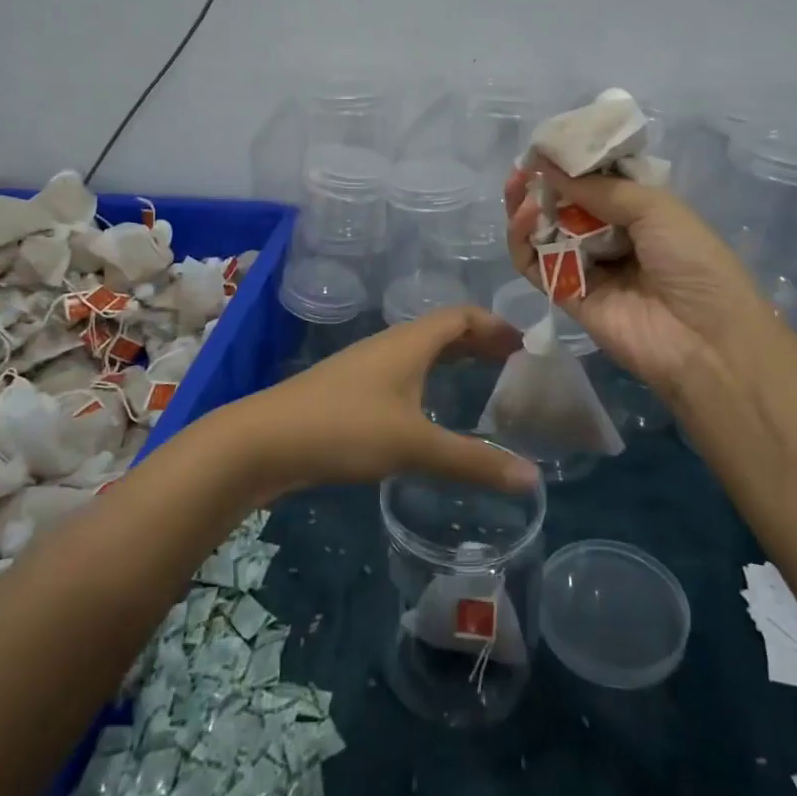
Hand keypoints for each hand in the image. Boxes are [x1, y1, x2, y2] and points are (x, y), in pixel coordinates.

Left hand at [237, 306, 539, 495]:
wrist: (263, 441)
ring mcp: (365, 366)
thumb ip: (473, 462)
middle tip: (513, 365)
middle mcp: (389, 344)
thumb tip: (533, 479)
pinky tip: (429, 410)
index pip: (462, 316)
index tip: (526, 346)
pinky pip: (402, 373)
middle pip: (443, 331)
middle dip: (479, 342)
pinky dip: (428, 379)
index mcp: (410, 342)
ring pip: (420, 352)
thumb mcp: (414, 446)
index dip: (495, 325)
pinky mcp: (348, 390)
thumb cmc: (345, 428)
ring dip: (452, 360)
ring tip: (480, 383)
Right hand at [506, 159, 768, 404]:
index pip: (596, 181)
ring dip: (527, 206)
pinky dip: (522, 240)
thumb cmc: (693, 263)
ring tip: (517, 186)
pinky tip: (524, 217)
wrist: (705, 341)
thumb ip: (599, 188)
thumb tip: (547, 164)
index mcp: (639, 212)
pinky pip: (535, 264)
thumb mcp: (656, 209)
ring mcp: (586, 266)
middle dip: (542, 183)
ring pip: (543, 232)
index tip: (546, 145)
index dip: (571, 163)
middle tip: (522, 165)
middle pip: (565, 205)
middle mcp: (610, 236)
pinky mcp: (565, 295)